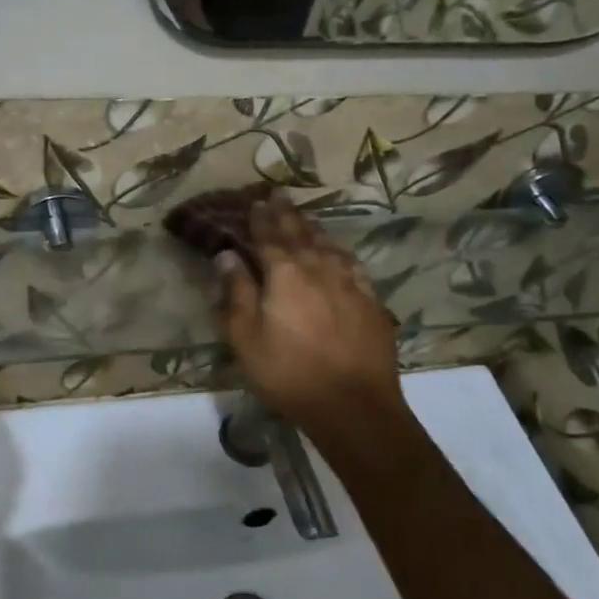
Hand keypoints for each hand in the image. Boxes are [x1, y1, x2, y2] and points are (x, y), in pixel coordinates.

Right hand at [214, 196, 406, 450]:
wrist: (353, 405)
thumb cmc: (288, 373)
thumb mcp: (246, 338)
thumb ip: (236, 292)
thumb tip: (227, 254)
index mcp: (284, 273)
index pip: (268, 237)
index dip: (260, 218)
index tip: (255, 200)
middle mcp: (318, 268)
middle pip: (300, 233)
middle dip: (286, 213)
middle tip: (279, 194)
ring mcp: (350, 283)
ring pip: (329, 245)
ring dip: (314, 228)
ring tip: (305, 216)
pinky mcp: (372, 301)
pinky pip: (353, 265)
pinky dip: (341, 252)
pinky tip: (339, 252)